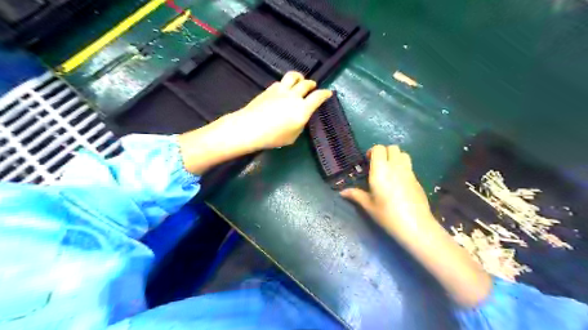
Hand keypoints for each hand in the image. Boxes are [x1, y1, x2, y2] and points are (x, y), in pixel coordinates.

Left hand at [228, 71, 329, 149]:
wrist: (250, 127)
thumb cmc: (274, 137)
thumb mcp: (293, 136)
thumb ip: (300, 124)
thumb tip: (300, 117)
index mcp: (303, 110)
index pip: (318, 97)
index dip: (325, 94)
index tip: (328, 93)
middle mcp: (294, 96)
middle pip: (306, 84)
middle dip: (312, 84)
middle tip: (313, 87)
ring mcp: (282, 90)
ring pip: (294, 77)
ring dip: (300, 77)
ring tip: (300, 80)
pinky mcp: (270, 89)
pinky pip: (282, 81)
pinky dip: (286, 83)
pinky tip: (284, 88)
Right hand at [338, 144, 432, 233]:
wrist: (415, 225)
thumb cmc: (387, 214)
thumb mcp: (368, 205)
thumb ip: (356, 195)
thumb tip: (342, 192)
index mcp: (381, 170)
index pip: (379, 148)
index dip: (373, 151)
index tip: (368, 161)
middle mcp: (395, 166)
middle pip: (393, 147)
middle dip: (384, 152)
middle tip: (378, 165)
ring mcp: (409, 172)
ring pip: (403, 154)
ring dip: (395, 157)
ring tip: (389, 170)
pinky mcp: (417, 179)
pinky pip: (409, 166)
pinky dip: (403, 167)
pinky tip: (399, 182)